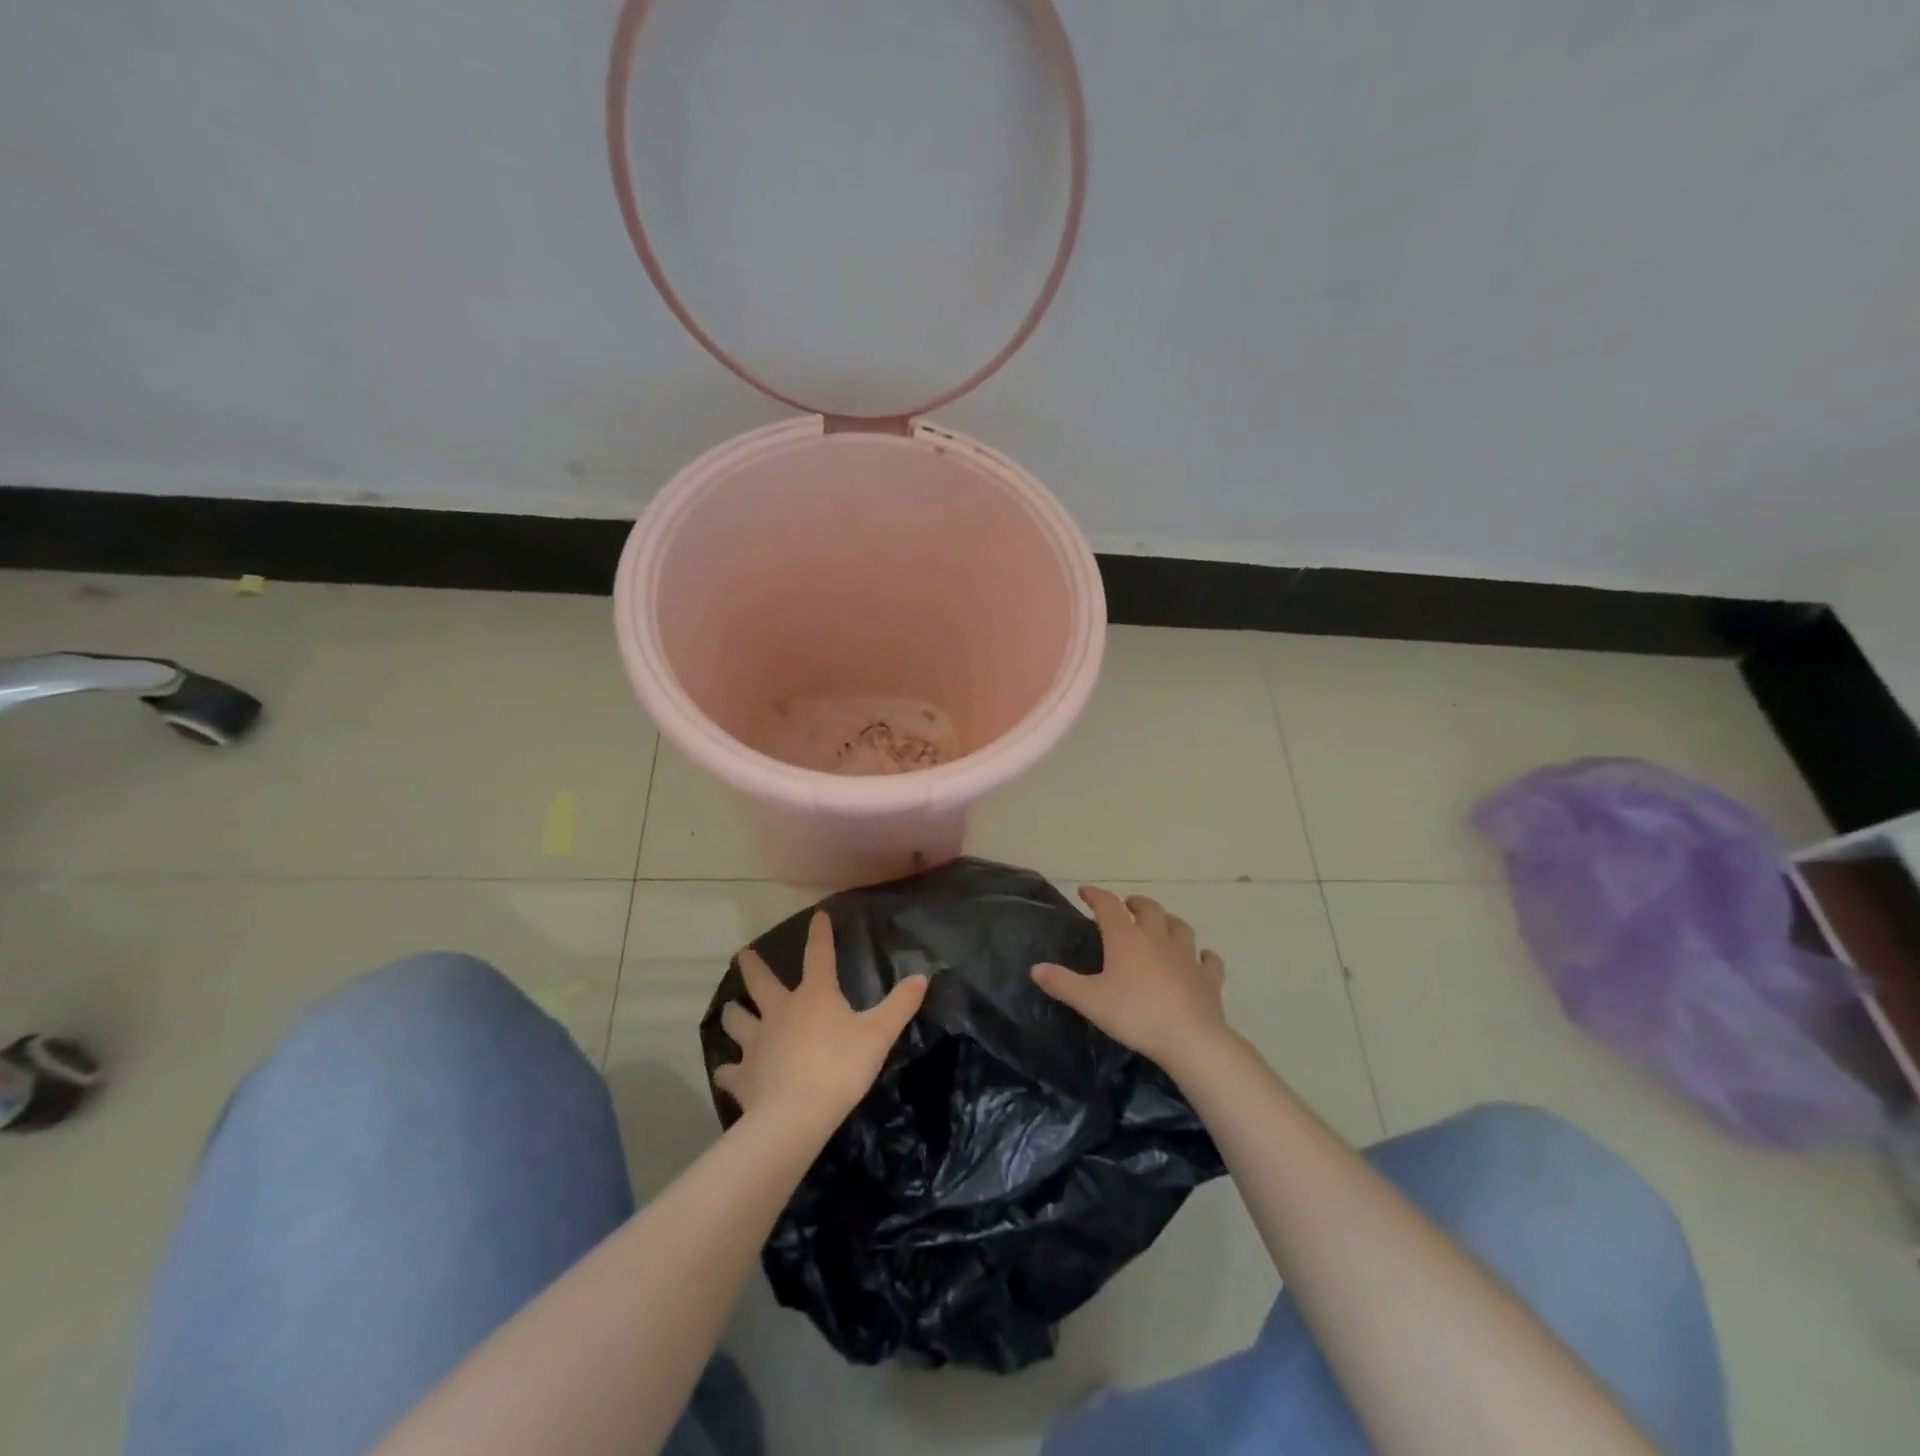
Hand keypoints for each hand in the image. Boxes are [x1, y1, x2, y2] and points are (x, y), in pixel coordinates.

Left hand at [714, 912, 927, 1125]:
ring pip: (738, 1021)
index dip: (820, 934)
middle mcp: (780, 1011)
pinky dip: (728, 1070)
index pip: (818, 955)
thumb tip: (922, 976)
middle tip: (743, 954)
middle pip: (761, 982)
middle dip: (753, 966)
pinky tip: (725, 1072)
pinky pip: (730, 1070)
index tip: (817, 915)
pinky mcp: (742, 1076)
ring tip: (730, 1010)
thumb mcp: (879, 1034)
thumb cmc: (841, 1067)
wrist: (796, 1114)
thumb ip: (900, 1005)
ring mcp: (757, 1043)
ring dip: (733, 1014)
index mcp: (814, 996)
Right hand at [1031, 887, 1228, 1067]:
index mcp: (1126, 939)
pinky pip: (1208, 959)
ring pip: (1179, 927)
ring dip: (1168, 921)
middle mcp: (1157, 938)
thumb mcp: (1090, 1001)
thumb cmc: (1135, 1014)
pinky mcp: (1209, 978)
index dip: (1096, 896)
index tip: (1085, 892)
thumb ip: (1062, 983)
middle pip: (1148, 909)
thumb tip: (1036, 968)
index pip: (1108, 906)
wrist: (1190, 1038)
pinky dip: (1202, 956)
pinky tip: (1200, 958)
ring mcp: (1187, 956)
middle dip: (1135, 904)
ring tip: (1161, 925)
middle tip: (1126, 907)